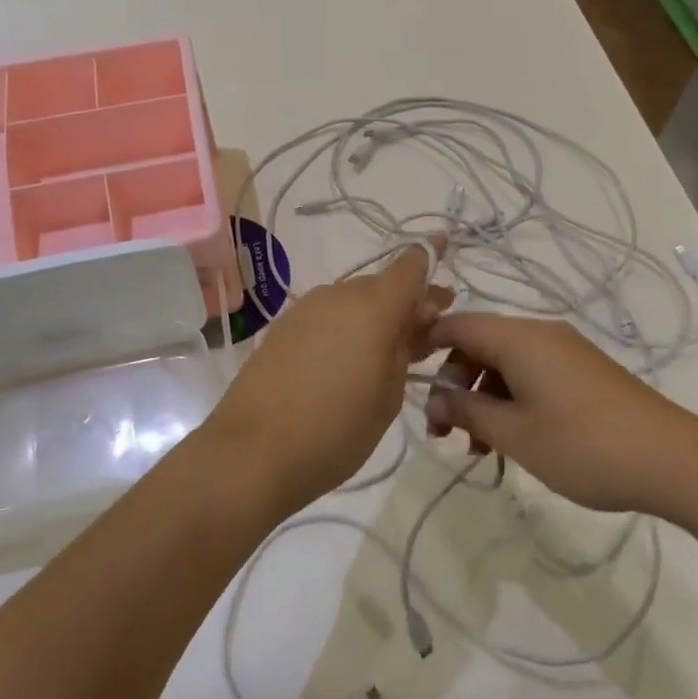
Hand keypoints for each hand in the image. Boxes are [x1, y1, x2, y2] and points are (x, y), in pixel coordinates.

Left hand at [204, 244, 449, 517]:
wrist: (251, 452)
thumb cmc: (336, 429)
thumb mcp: (389, 395)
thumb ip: (405, 348)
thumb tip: (415, 319)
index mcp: (373, 306)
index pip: (410, 264)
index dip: (431, 253)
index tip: (445, 246)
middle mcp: (338, 295)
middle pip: (382, 286)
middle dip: (406, 303)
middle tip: (423, 336)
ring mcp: (305, 309)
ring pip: (352, 302)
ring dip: (373, 318)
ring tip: (384, 355)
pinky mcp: (282, 328)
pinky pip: (326, 317)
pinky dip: (344, 329)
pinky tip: (344, 362)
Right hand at [424, 313, 697, 512]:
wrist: (674, 461)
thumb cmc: (584, 445)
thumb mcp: (515, 434)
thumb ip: (468, 411)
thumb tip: (436, 398)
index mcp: (519, 338)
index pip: (456, 325)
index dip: (425, 346)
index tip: (405, 381)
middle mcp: (540, 334)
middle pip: (479, 344)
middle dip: (454, 383)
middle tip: (443, 432)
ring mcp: (565, 352)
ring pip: (504, 363)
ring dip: (482, 397)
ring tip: (476, 447)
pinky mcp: (583, 372)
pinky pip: (531, 374)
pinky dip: (510, 400)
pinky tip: (511, 440)